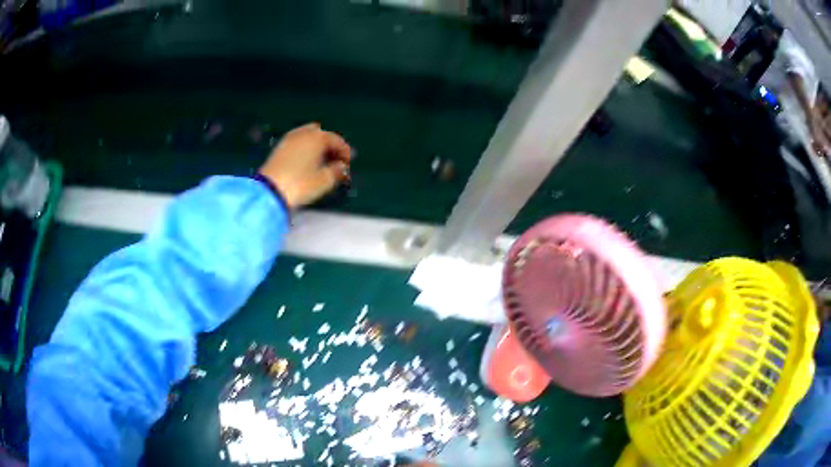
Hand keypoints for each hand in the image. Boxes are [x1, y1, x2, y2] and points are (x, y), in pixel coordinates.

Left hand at [259, 123, 352, 208]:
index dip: (345, 153)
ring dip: (316, 146)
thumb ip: (337, 171)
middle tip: (335, 161)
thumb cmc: (301, 184)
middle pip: (322, 135)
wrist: (269, 190)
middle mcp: (304, 133)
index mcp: (318, 137)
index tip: (348, 166)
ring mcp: (290, 138)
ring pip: (308, 136)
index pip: (337, 141)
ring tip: (320, 161)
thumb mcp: (325, 181)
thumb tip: (341, 166)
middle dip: (330, 146)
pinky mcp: (279, 147)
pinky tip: (306, 161)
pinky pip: (298, 142)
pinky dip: (305, 148)